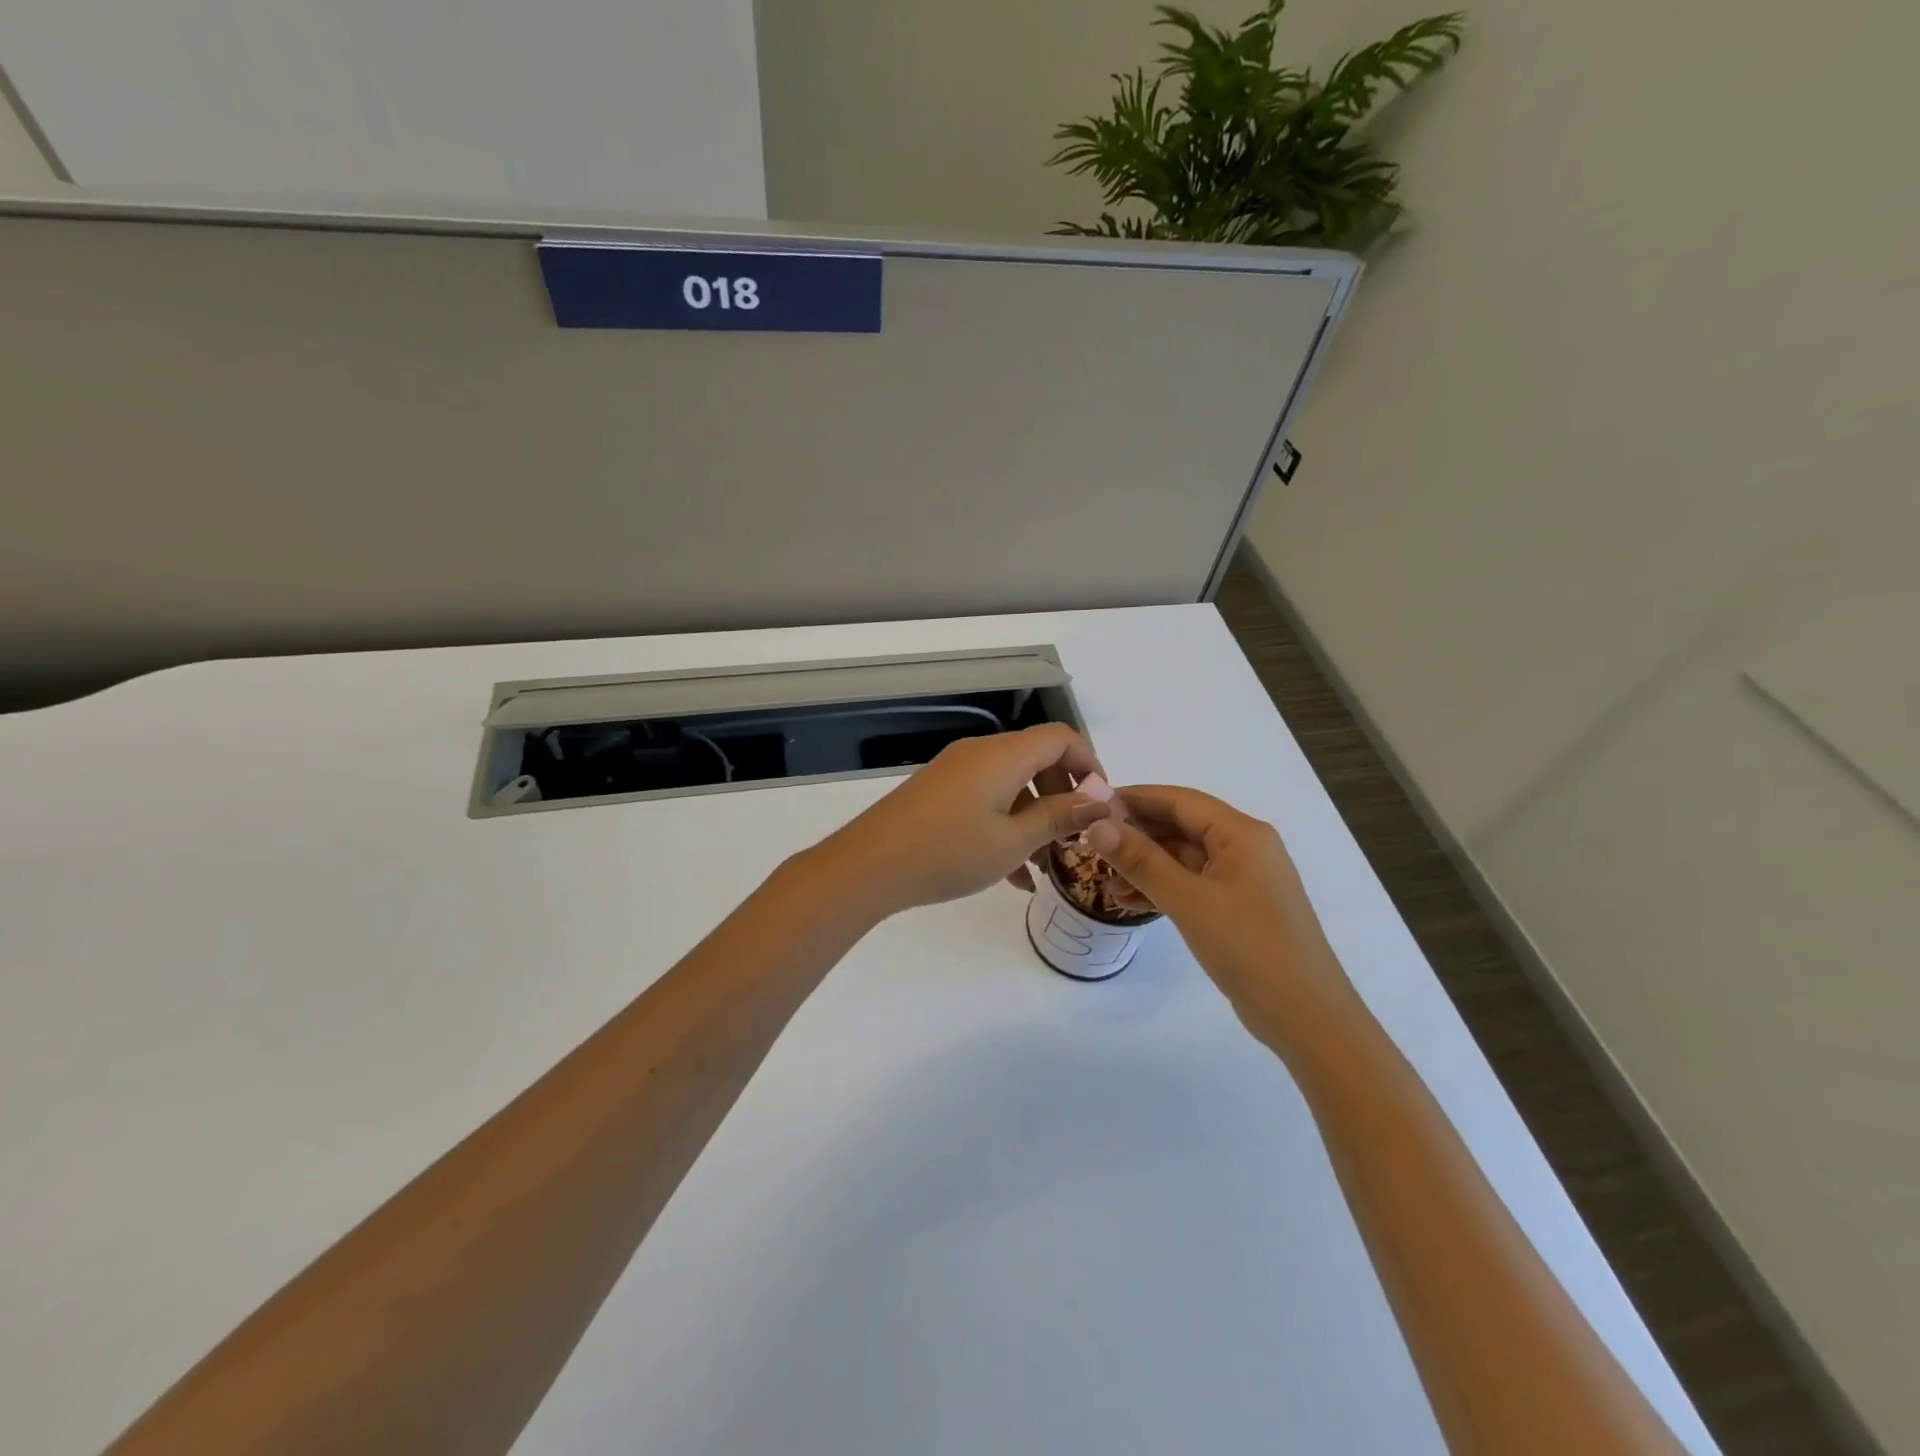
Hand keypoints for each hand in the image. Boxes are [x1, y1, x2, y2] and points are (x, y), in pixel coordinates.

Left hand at [816, 725, 1112, 916]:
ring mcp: (955, 772)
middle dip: (1063, 796)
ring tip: (1045, 865)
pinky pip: (986, 799)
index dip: (1089, 764)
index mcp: (1003, 755)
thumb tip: (1099, 799)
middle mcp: (980, 753)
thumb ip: (1059, 817)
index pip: (1060, 736)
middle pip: (1037, 758)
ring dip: (1035, 818)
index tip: (1101, 804)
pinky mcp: (938, 793)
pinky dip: (1006, 825)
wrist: (868, 866)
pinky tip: (1013, 874)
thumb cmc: (948, 852)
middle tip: (1073, 839)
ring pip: (1012, 784)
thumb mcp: (1013, 840)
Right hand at [1083, 786, 1361, 1048]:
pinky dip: (1161, 888)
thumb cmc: (1249, 946)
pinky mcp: (1238, 908)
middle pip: (1180, 826)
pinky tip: (1128, 902)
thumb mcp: (1188, 900)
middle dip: (1135, 835)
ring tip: (1104, 882)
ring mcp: (1242, 880)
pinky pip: (1191, 884)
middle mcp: (1244, 848)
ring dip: (1144, 865)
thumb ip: (1141, 860)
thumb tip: (1096, 825)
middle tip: (1090, 846)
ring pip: (1183, 858)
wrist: (1306, 1016)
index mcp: (1241, 833)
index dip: (1135, 798)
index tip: (1091, 805)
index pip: (1179, 800)